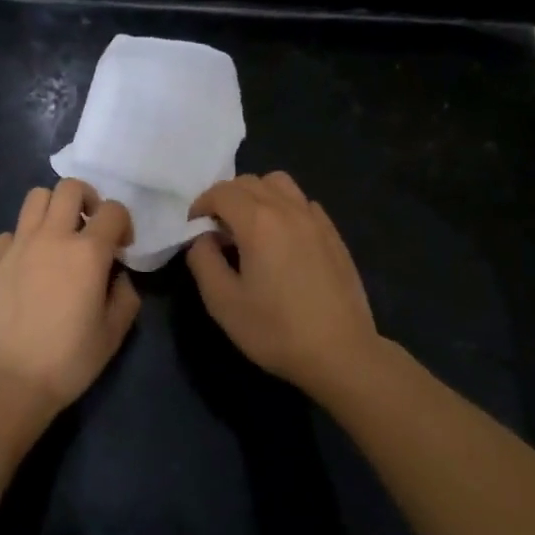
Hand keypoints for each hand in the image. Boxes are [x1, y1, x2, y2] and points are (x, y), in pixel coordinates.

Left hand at [0, 179, 140, 407]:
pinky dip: (23, 239)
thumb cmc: (67, 359)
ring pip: (36, 197)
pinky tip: (27, 264)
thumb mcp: (113, 333)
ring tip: (57, 236)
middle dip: (87, 199)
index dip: (123, 223)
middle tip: (89, 227)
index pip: (113, 210)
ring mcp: (18, 245)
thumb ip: (125, 296)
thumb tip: (117, 277)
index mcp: (88, 252)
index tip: (121, 248)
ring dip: (53, 208)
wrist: (7, 379)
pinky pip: (11, 232)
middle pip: (70, 187)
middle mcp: (52, 237)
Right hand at [185, 172, 384, 393]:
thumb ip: (203, 260)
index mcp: (258, 221)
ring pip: (280, 184)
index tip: (194, 228)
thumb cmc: (276, 330)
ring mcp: (315, 219)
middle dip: (226, 197)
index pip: (221, 191)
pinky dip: (284, 207)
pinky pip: (302, 203)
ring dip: (257, 195)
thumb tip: (202, 237)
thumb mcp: (223, 302)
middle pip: (250, 182)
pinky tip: (283, 240)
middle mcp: (288, 209)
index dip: (201, 204)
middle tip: (217, 229)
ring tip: (250, 227)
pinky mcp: (333, 234)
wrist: (340, 352)